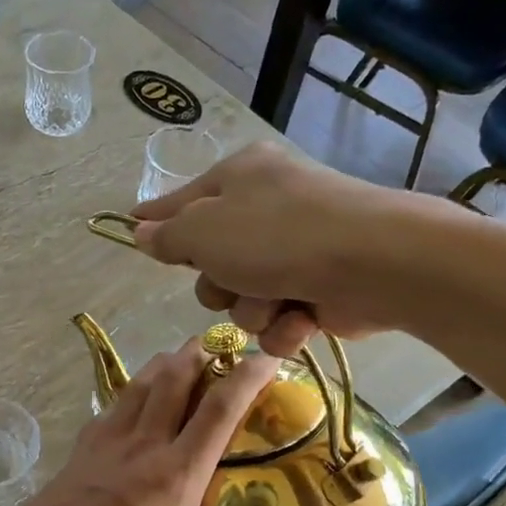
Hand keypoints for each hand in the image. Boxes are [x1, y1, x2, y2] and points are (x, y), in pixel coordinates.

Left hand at [3, 340, 277, 505]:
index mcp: (178, 474)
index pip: (221, 411)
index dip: (248, 377)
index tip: (268, 355)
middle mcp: (144, 448)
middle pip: (174, 382)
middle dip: (198, 355)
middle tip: (214, 341)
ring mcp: (105, 447)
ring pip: (137, 389)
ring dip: (160, 368)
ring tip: (173, 358)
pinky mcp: (76, 456)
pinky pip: (107, 413)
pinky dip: (124, 398)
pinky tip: (124, 402)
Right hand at [132, 140, 414, 357]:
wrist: (373, 263)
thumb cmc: (276, 236)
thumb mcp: (203, 230)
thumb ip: (167, 235)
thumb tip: (140, 231)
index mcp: (239, 178)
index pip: (181, 201)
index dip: (156, 221)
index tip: (131, 229)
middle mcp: (266, 209)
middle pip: (211, 262)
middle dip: (218, 284)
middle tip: (232, 279)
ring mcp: (296, 251)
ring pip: (243, 299)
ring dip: (253, 310)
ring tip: (277, 301)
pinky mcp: (319, 290)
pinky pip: (278, 320)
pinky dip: (285, 327)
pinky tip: (301, 319)